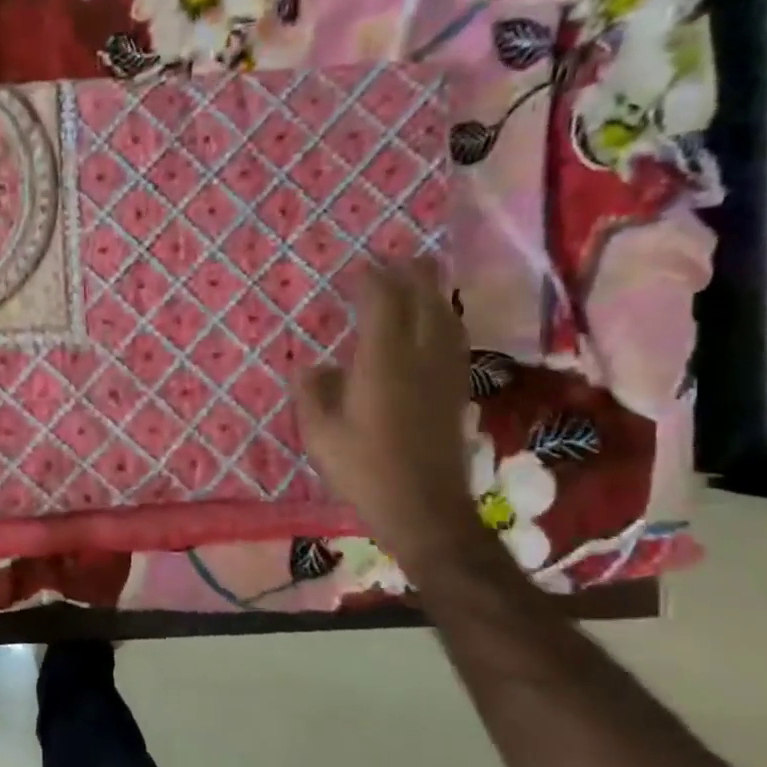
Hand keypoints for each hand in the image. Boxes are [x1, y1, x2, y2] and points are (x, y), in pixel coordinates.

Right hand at [294, 257, 484, 574]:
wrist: (423, 508)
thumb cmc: (363, 469)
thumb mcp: (318, 433)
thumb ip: (311, 392)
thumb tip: (310, 365)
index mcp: (383, 362)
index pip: (383, 303)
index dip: (372, 279)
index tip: (358, 267)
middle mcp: (420, 357)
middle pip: (424, 300)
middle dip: (410, 274)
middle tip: (394, 258)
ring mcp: (444, 373)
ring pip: (446, 317)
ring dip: (431, 292)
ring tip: (418, 279)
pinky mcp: (455, 391)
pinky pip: (453, 339)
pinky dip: (443, 318)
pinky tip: (435, 324)